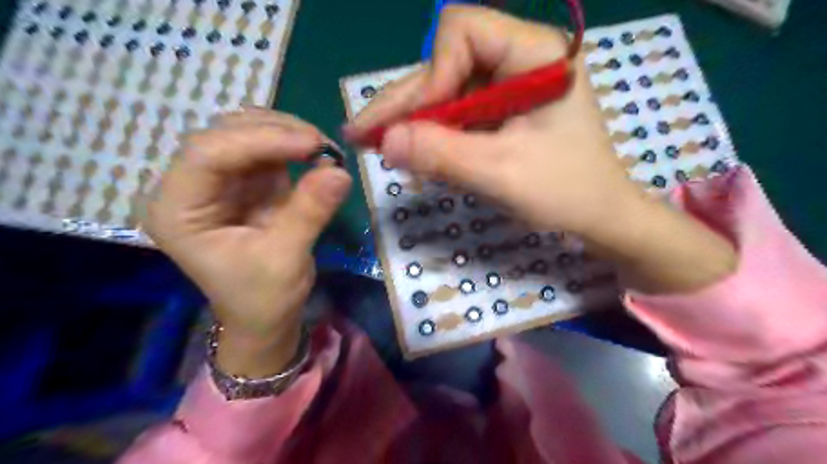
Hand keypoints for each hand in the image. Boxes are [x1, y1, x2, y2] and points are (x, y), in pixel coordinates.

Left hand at [144, 106, 350, 376]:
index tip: (311, 145)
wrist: (265, 317)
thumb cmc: (263, 298)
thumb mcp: (285, 258)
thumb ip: (309, 212)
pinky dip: (294, 148)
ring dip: (287, 135)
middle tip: (322, 145)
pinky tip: (318, 156)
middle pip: (225, 136)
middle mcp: (191, 187)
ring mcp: (220, 182)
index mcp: (178, 210)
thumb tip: (341, 172)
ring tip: (324, 150)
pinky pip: (268, 151)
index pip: (207, 154)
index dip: (260, 140)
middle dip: (276, 133)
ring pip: (247, 135)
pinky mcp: (247, 183)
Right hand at [347, 6, 731, 293]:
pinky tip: (412, 152)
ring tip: (378, 146)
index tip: (416, 124)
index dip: (432, 74)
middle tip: (362, 135)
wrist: (599, 217)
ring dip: (414, 121)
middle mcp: (520, 58)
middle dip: (407, 103)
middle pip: (446, 64)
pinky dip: (432, 134)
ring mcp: (509, 85)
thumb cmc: (567, 193)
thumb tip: (384, 142)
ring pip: (445, 90)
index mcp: (535, 54)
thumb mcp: (502, 174)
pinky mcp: (501, 111)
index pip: (463, 32)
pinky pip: (456, 113)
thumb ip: (443, 155)